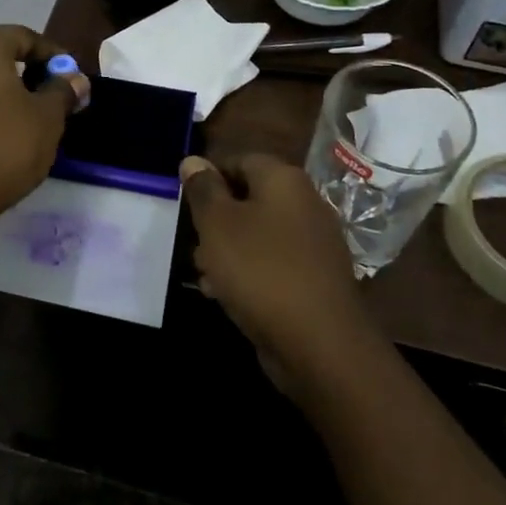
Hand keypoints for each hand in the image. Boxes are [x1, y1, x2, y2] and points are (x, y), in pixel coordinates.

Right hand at [180, 154, 369, 398]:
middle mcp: (305, 204)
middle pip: (248, 199)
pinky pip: (272, 264)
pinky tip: (225, 295)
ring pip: (258, 234)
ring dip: (227, 250)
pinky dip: (248, 273)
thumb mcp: (217, 224)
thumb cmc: (260, 270)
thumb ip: (203, 189)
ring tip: (204, 273)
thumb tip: (193, 160)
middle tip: (193, 242)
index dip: (208, 177)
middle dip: (215, 220)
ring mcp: (313, 244)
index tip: (185, 202)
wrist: (320, 344)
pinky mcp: (314, 280)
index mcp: (284, 180)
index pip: (239, 159)